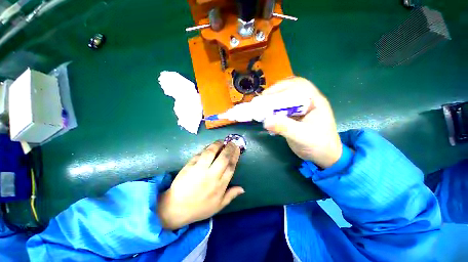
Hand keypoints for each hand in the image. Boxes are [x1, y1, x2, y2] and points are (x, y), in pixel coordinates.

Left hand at [158, 141, 243, 229]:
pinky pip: (199, 154)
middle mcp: (212, 175)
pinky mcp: (190, 166)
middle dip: (229, 148)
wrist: (177, 208)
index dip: (235, 156)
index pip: (231, 166)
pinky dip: (206, 148)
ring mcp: (200, 169)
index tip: (237, 149)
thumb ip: (231, 195)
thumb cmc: (200, 208)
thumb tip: (243, 189)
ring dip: (217, 145)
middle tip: (232, 142)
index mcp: (220, 185)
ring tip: (221, 141)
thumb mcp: (218, 206)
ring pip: (211, 153)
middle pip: (223, 158)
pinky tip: (209, 146)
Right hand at [263, 77, 341, 168]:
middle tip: (262, 99)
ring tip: (261, 105)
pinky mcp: (293, 115)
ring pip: (284, 96)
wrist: (323, 155)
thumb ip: (285, 128)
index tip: (267, 96)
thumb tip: (266, 121)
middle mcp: (307, 101)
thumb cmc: (318, 145)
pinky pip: (281, 107)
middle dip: (275, 91)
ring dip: (272, 99)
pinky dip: (272, 108)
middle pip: (290, 88)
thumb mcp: (302, 137)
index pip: (299, 86)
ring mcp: (299, 108)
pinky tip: (265, 112)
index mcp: (315, 102)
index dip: (283, 88)